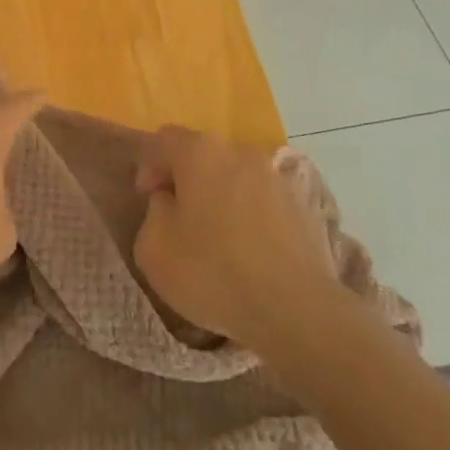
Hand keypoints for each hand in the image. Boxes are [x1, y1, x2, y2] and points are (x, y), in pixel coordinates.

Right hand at [132, 127, 340, 346]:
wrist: (294, 309)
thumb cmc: (212, 273)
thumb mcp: (153, 248)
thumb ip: (154, 212)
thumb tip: (169, 201)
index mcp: (200, 152)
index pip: (163, 140)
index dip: (148, 167)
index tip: (147, 199)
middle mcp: (240, 151)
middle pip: (203, 154)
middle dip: (186, 179)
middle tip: (177, 217)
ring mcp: (276, 176)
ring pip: (235, 176)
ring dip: (220, 195)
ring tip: (216, 236)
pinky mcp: (302, 204)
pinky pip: (262, 199)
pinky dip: (249, 214)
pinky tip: (247, 249)